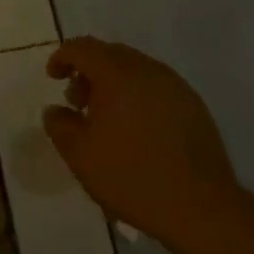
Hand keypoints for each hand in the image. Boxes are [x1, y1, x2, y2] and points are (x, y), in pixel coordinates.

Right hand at [42, 37, 237, 243]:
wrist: (200, 206)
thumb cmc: (132, 176)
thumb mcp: (80, 155)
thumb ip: (60, 125)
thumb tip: (54, 110)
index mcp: (117, 73)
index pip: (83, 47)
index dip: (62, 57)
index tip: (53, 78)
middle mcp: (147, 69)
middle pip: (110, 54)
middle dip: (88, 72)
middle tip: (78, 103)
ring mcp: (175, 85)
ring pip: (135, 70)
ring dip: (114, 84)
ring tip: (106, 119)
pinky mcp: (193, 104)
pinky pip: (156, 87)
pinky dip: (137, 96)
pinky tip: (137, 129)